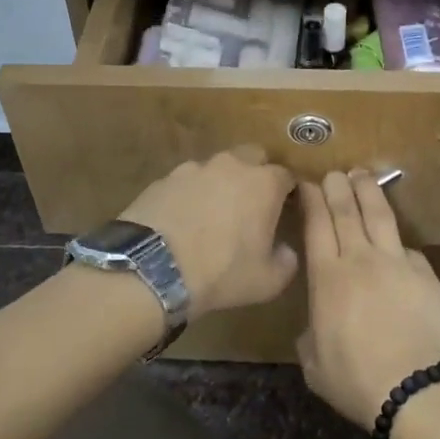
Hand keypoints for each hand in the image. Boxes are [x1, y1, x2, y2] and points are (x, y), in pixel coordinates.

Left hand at [121, 147, 298, 316]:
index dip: (287, 191)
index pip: (286, 175)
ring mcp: (193, 169)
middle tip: (251, 204)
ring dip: (220, 183)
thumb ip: (286, 262)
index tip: (285, 209)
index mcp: (264, 184)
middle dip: (256, 173)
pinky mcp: (163, 179)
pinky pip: (185, 182)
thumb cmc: (221, 272)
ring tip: (212, 214)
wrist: (152, 269)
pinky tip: (182, 220)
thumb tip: (285, 251)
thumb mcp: (267, 282)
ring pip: (216, 168)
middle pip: (252, 156)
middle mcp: (231, 165)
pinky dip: (189, 195)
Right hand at [297, 171, 439, 429]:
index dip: (313, 199)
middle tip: (334, 172)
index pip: (317, 224)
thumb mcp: (314, 365)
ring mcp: (398, 262)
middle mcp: (361, 260)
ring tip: (363, 175)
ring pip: (380, 216)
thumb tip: (319, 323)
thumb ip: (312, 334)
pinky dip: (397, 242)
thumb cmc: (357, 382)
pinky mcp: (426, 274)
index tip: (309, 183)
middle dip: (338, 186)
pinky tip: (396, 242)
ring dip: (369, 192)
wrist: (418, 391)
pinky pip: (408, 249)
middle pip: (347, 211)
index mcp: (328, 278)